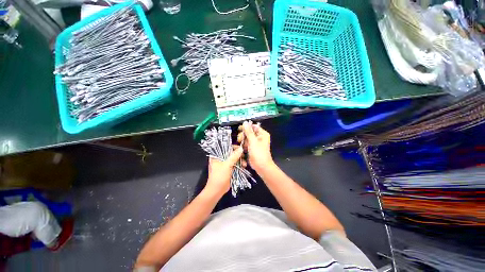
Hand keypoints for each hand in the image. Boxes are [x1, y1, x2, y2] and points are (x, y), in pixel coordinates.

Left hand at [205, 146, 243, 196]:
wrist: (217, 191)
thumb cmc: (219, 176)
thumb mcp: (227, 165)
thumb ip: (234, 156)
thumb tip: (241, 148)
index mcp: (216, 155)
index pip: (225, 147)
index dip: (233, 147)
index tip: (240, 148)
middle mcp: (220, 158)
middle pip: (231, 152)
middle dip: (238, 154)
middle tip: (244, 156)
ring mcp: (225, 163)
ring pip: (234, 158)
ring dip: (240, 160)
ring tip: (244, 164)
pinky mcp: (229, 168)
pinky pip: (235, 164)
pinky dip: (240, 164)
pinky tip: (244, 166)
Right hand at [238, 121, 272, 171]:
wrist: (261, 167)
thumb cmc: (259, 153)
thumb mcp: (253, 141)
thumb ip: (248, 132)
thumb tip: (245, 122)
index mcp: (262, 134)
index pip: (253, 127)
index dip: (246, 127)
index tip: (239, 129)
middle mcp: (259, 137)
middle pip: (249, 133)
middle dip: (243, 136)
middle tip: (240, 139)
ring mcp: (255, 143)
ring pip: (246, 139)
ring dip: (242, 142)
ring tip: (241, 145)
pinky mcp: (252, 149)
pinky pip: (246, 145)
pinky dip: (243, 146)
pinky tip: (240, 148)